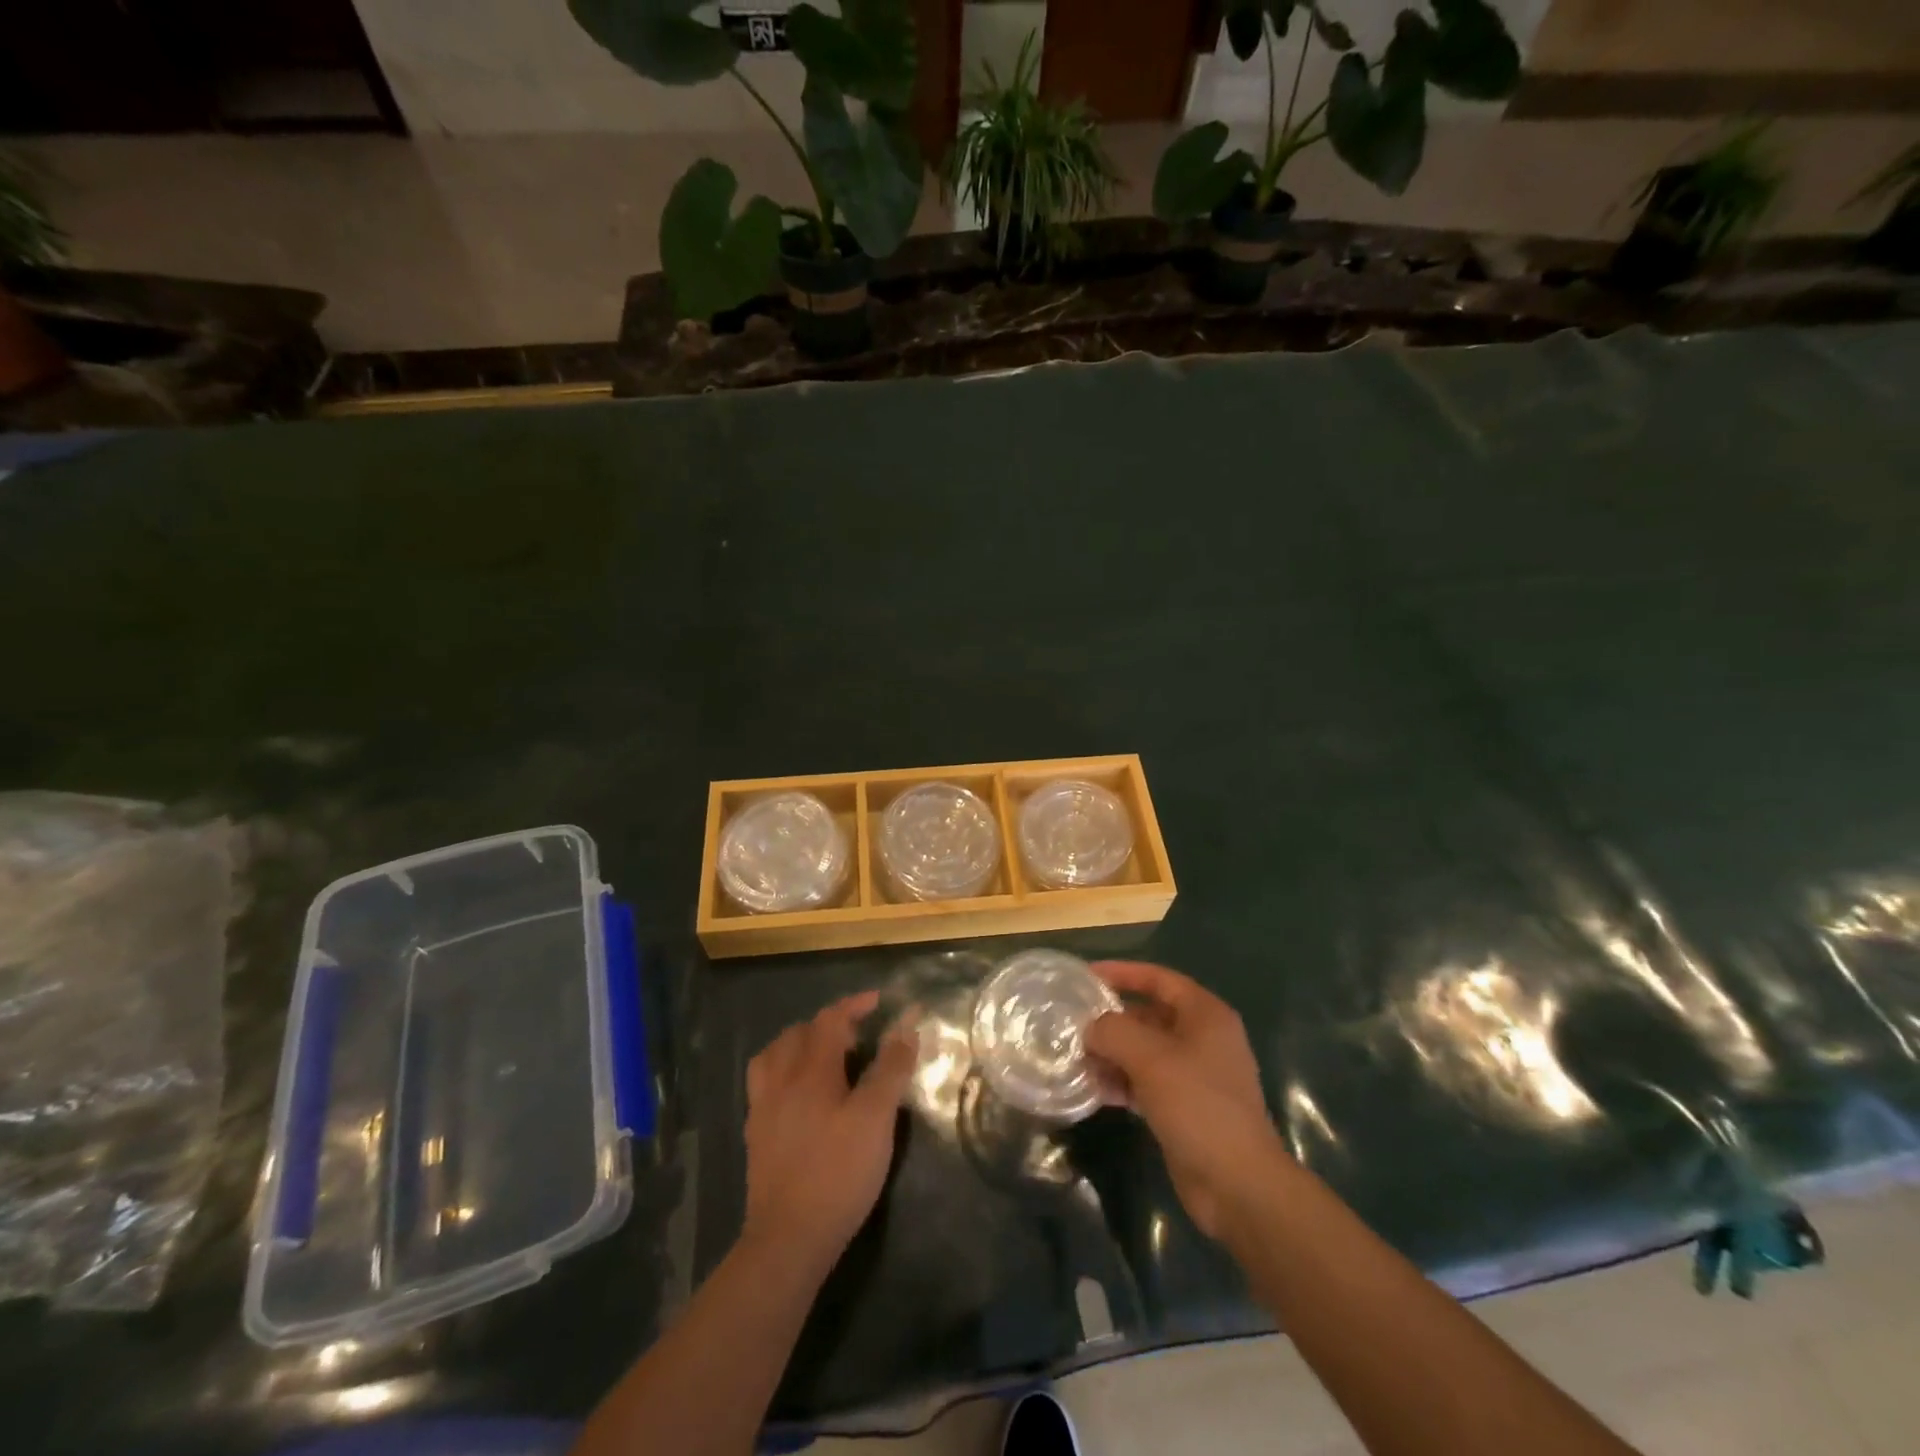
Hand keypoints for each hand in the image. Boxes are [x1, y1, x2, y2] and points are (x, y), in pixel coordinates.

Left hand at [742, 992, 915, 1269]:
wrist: (789, 1238)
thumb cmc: (839, 1172)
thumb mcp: (876, 1118)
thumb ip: (890, 1069)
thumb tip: (906, 1027)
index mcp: (810, 1070)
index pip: (830, 1020)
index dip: (854, 1005)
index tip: (878, 1001)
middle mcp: (780, 1080)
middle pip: (798, 1033)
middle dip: (828, 1024)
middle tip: (857, 1037)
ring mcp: (763, 1108)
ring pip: (774, 1056)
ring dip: (799, 1044)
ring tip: (823, 1056)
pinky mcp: (756, 1136)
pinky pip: (765, 1084)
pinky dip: (783, 1073)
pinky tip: (799, 1095)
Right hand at [1085, 961, 1286, 1240]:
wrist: (1238, 1184)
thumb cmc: (1197, 1105)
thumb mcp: (1149, 1058)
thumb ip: (1113, 1031)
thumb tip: (1091, 1028)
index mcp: (1205, 1015)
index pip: (1159, 979)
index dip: (1123, 973)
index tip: (1087, 976)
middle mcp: (1203, 1039)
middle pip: (1150, 1016)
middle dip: (1112, 1021)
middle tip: (1074, 1025)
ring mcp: (1196, 1076)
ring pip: (1145, 1052)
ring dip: (1113, 1054)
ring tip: (1078, 1060)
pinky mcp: (1186, 1108)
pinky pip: (1147, 1082)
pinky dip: (1123, 1082)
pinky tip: (1095, 1090)